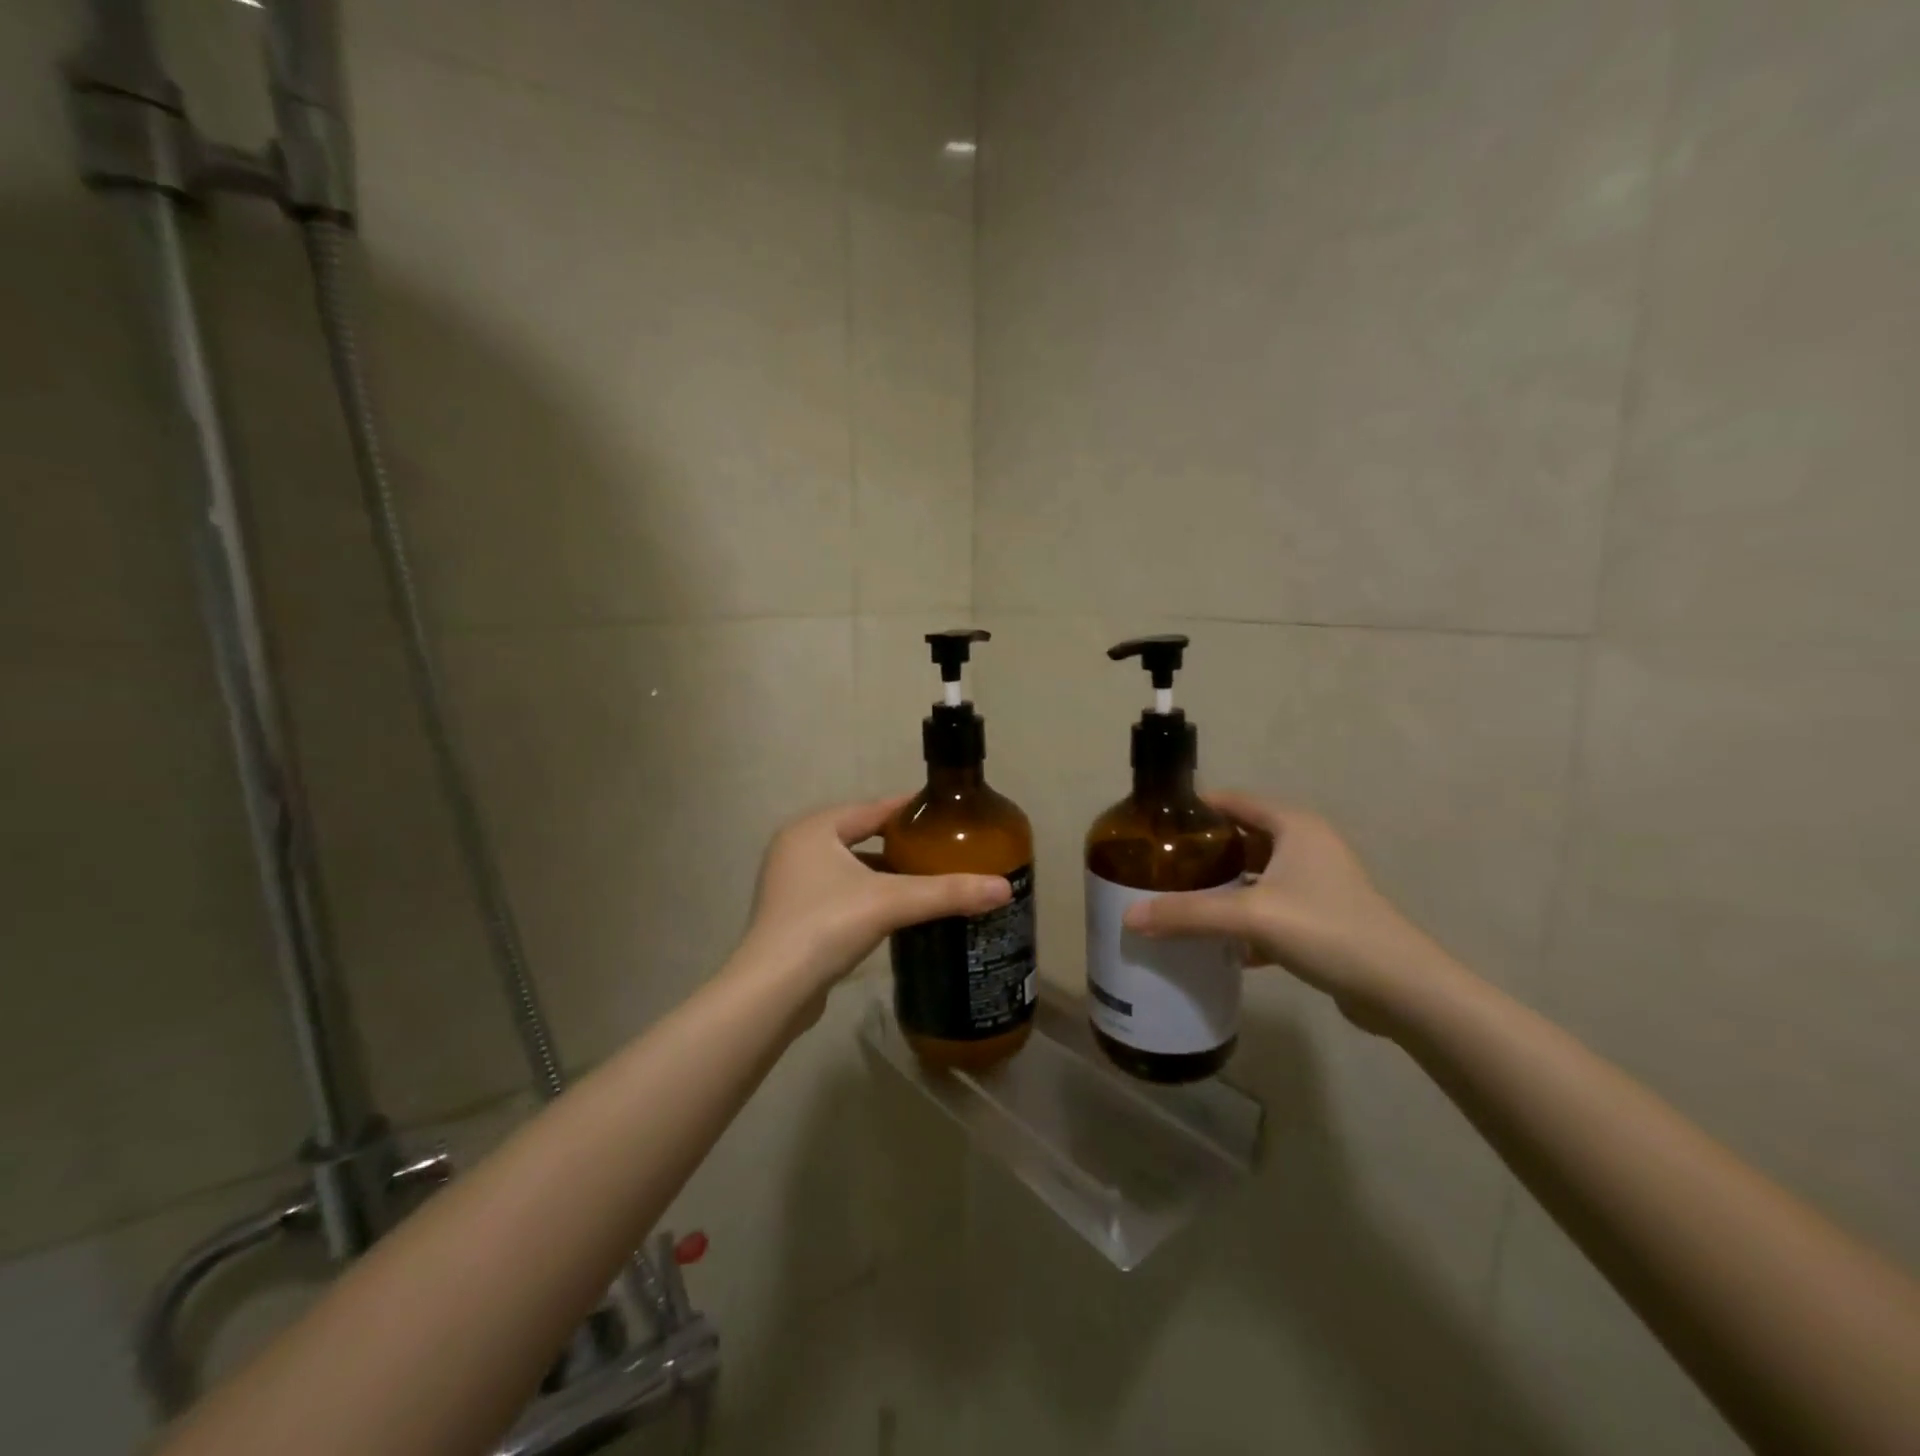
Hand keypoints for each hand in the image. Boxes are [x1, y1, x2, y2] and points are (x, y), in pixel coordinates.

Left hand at [739, 796, 1011, 997]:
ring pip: (849, 868)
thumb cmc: (827, 926)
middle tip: (942, 849)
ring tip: (925, 879)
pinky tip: (894, 911)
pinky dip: (866, 896)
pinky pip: (839, 893)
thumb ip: (947, 892)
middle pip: (860, 837)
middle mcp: (797, 848)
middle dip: (899, 844)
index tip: (946, 815)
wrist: (773, 991)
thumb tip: (1004, 889)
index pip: (872, 809)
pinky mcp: (791, 916)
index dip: (910, 810)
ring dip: (883, 873)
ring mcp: (790, 884)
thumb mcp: (892, 902)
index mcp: (813, 829)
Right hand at [1122, 793, 1452, 1032]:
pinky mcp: (1320, 917)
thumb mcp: (1250, 916)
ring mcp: (1316, 882)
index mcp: (1293, 826)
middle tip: (1158, 866)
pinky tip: (1217, 942)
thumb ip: (1188, 914)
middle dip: (1202, 852)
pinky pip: (1269, 907)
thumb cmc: (1326, 930)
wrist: (1400, 990)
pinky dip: (1243, 919)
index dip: (1193, 809)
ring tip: (1178, 899)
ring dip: (1221, 887)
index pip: (1232, 801)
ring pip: (1254, 876)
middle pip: (1241, 838)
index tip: (1154, 824)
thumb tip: (1129, 917)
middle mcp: (1306, 845)